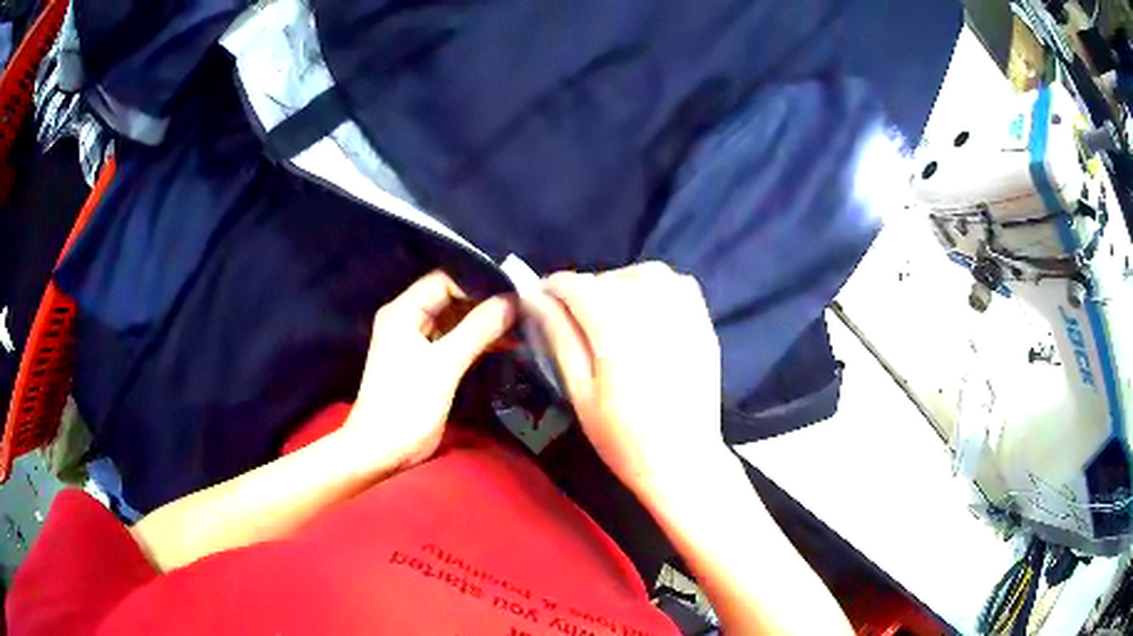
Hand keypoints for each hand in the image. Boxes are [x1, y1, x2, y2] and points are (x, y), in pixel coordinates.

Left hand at [341, 271, 515, 470]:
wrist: (381, 451)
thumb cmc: (405, 405)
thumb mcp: (443, 366)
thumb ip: (477, 330)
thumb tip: (513, 300)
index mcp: (404, 311)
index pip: (445, 280)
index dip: (479, 282)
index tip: (514, 289)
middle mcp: (409, 320)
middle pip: (452, 298)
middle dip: (487, 301)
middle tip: (525, 305)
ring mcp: (418, 342)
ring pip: (457, 320)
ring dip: (486, 322)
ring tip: (523, 322)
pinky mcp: (428, 363)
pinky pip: (457, 341)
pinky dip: (479, 341)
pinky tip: (507, 342)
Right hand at [535, 262, 726, 503]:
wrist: (683, 460)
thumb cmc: (624, 438)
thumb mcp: (580, 393)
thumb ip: (559, 338)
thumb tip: (534, 299)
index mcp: (617, 331)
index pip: (576, 286)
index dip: (552, 289)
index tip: (540, 302)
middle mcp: (653, 310)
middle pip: (608, 278)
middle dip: (584, 292)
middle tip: (572, 321)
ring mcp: (684, 314)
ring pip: (642, 274)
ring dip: (618, 285)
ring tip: (608, 313)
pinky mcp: (702, 322)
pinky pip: (675, 283)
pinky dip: (654, 287)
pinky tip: (644, 312)